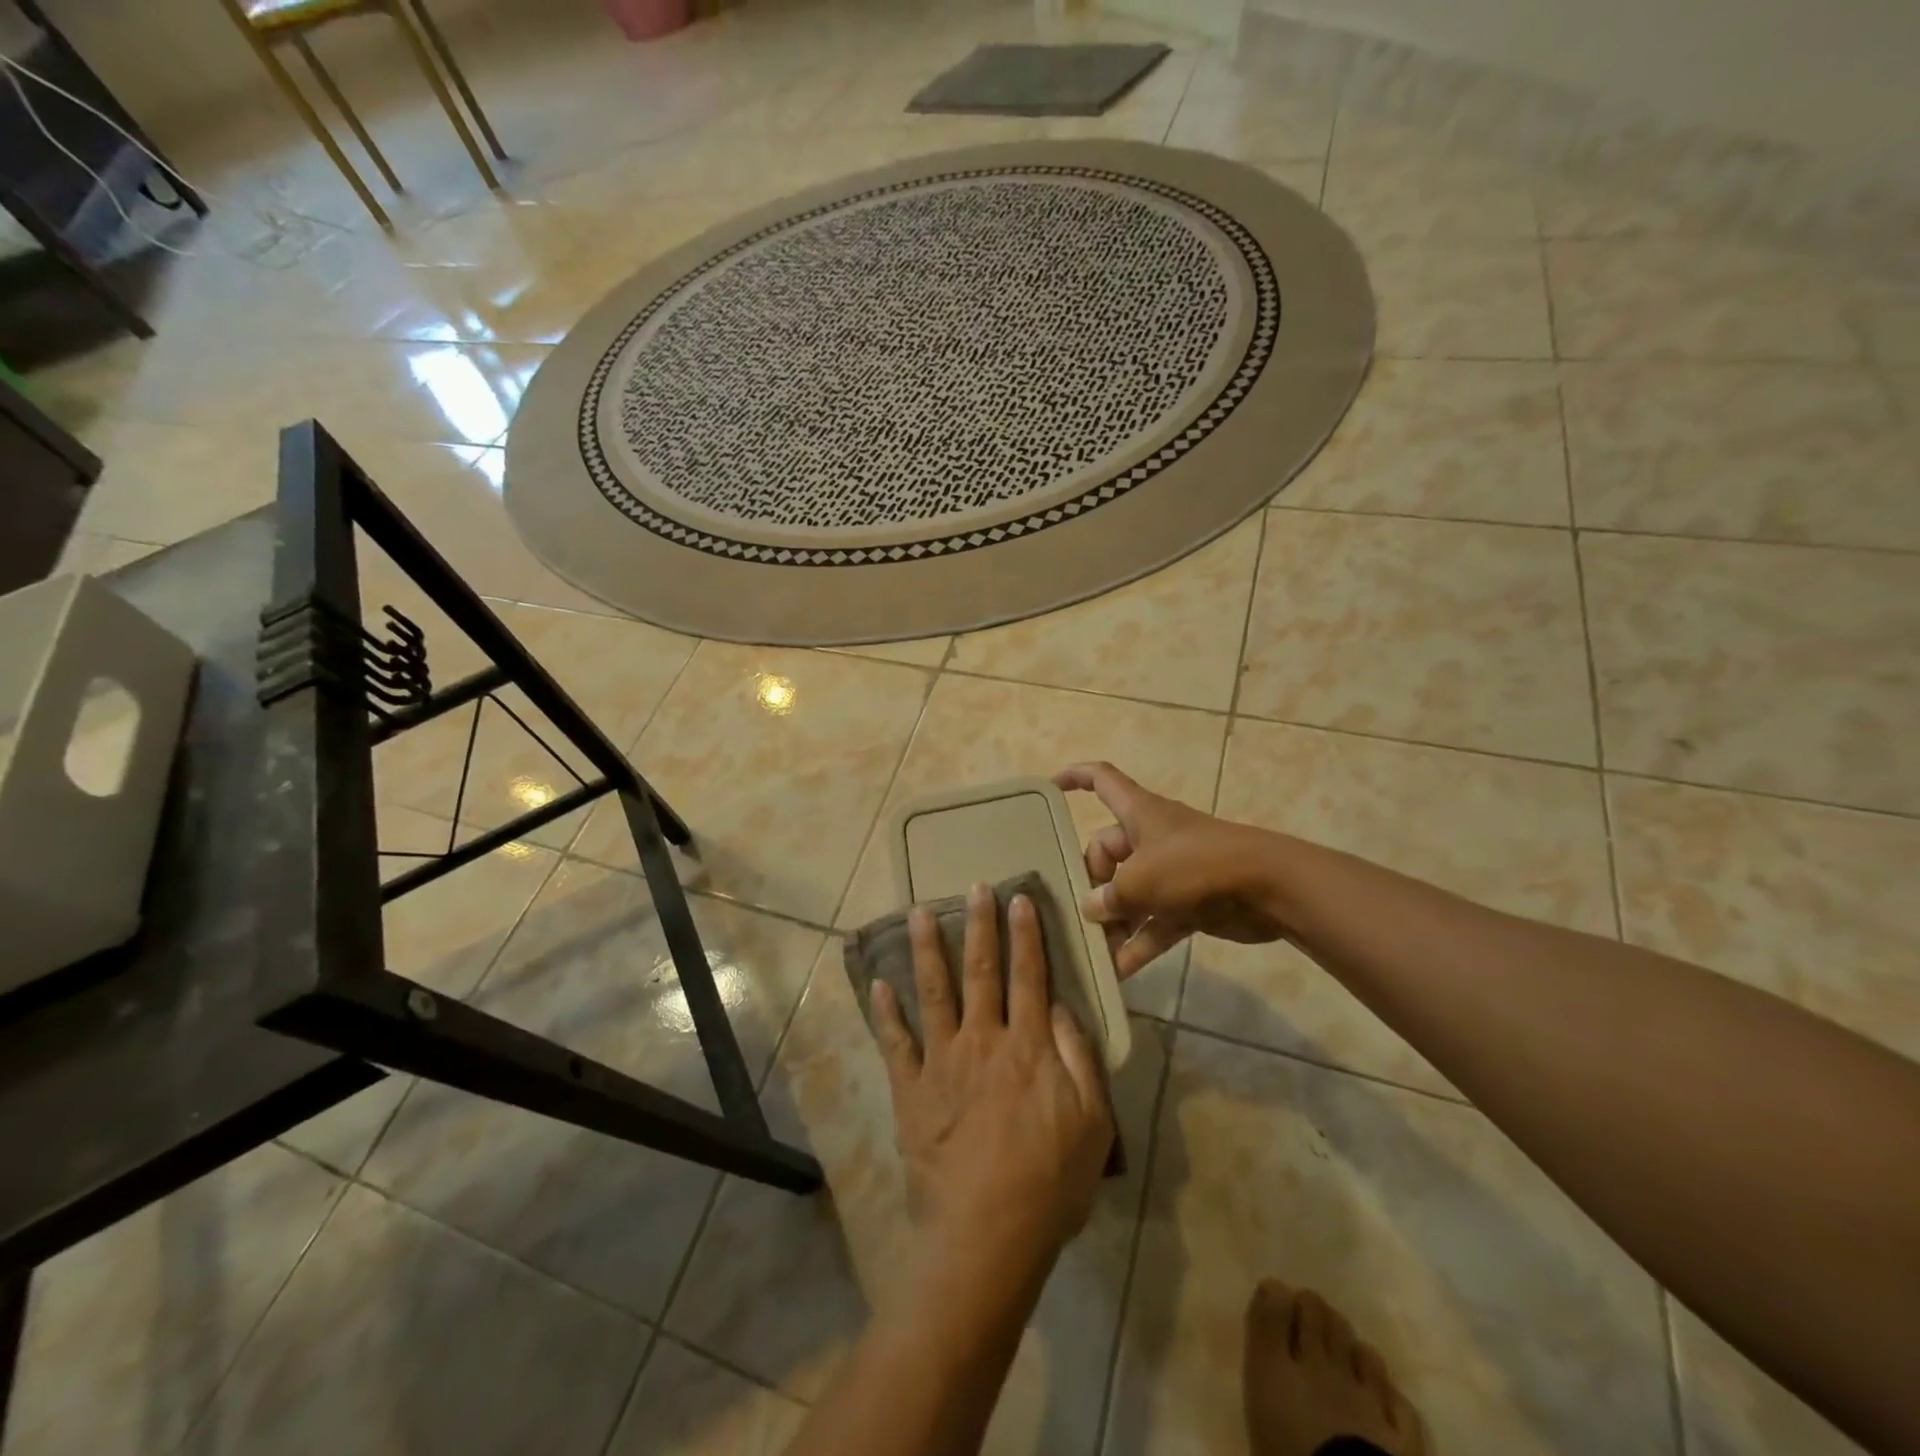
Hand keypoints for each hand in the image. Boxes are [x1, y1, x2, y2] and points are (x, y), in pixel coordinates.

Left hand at [871, 884, 1114, 1277]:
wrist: (986, 1234)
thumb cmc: (1049, 1181)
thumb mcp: (1092, 1121)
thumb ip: (1078, 1057)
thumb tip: (1059, 1006)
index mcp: (1027, 1046)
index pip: (1029, 976)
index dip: (1025, 935)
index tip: (1020, 898)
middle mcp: (982, 1040)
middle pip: (981, 971)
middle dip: (979, 925)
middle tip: (973, 887)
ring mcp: (942, 1062)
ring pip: (933, 992)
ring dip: (926, 949)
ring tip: (918, 913)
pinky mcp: (911, 1090)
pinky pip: (894, 1043)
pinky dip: (885, 1011)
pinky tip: (878, 983)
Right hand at [1054, 761, 1291, 977]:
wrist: (1267, 887)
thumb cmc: (1195, 866)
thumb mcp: (1140, 880)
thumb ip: (1109, 897)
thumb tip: (1092, 909)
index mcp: (1138, 813)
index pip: (1101, 779)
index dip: (1074, 777)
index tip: (1049, 788)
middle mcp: (1151, 837)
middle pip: (1106, 851)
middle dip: (1091, 883)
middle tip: (1077, 914)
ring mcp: (1172, 870)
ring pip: (1130, 893)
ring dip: (1114, 921)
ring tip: (1091, 951)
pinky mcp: (1190, 902)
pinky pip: (1155, 922)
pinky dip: (1140, 943)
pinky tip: (1119, 972)